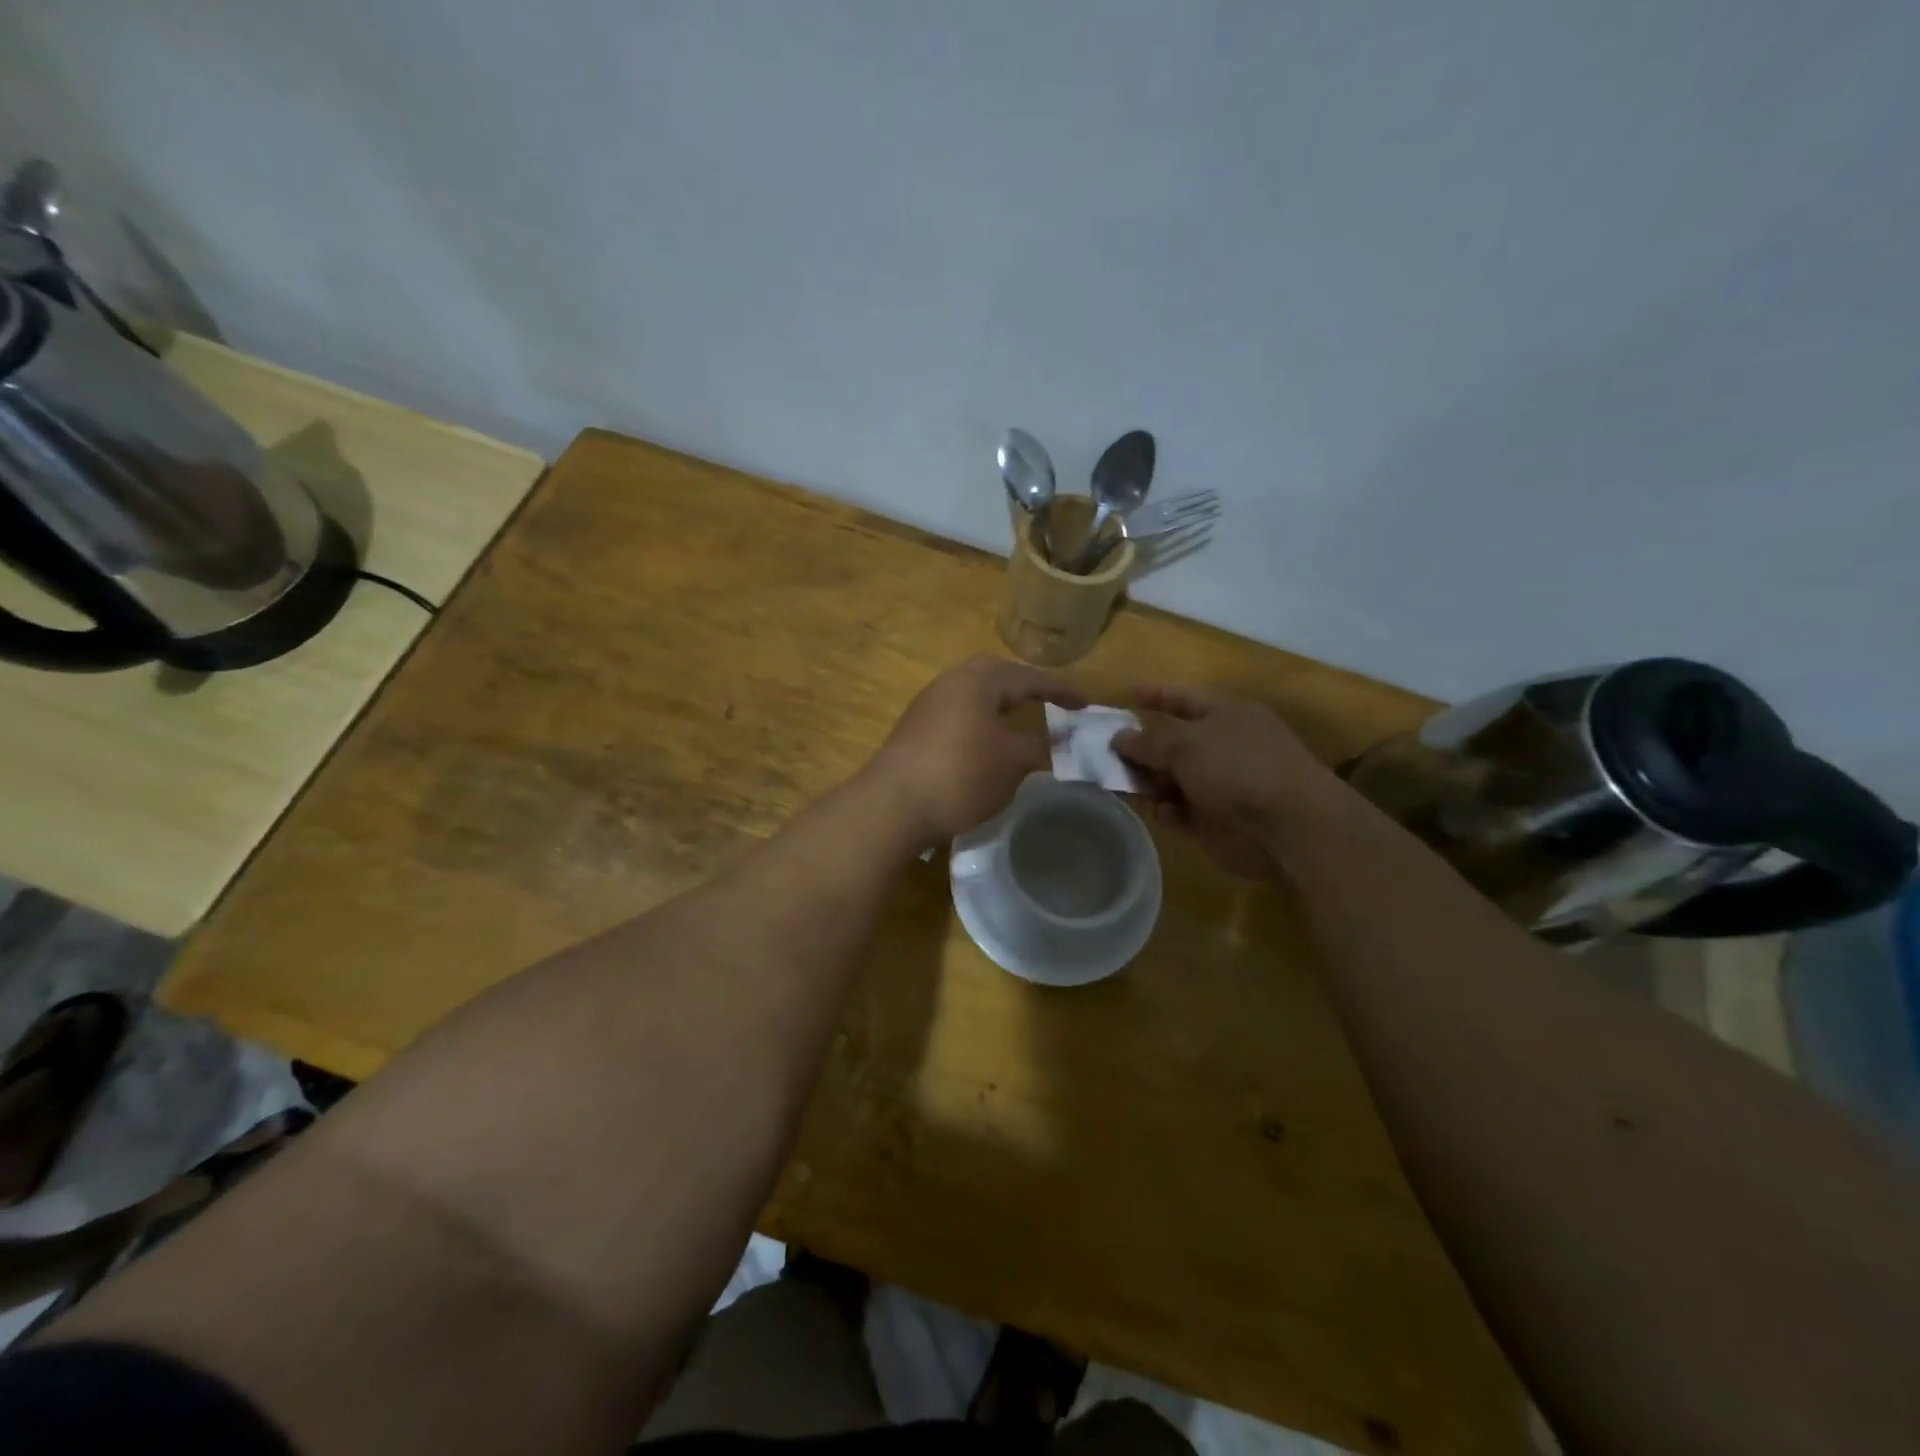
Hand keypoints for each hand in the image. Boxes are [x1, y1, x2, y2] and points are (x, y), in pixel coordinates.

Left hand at [873, 656, 1086, 844]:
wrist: (893, 806)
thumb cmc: (961, 773)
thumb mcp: (1013, 762)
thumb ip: (1040, 747)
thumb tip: (1058, 743)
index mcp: (976, 680)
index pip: (1028, 677)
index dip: (1060, 691)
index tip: (1086, 704)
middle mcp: (949, 684)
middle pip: (995, 678)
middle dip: (1024, 690)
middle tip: (1049, 703)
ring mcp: (927, 708)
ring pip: (973, 699)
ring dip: (1000, 710)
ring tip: (1022, 726)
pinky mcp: (914, 733)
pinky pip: (958, 719)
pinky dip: (980, 727)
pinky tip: (987, 749)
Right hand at [1112, 687, 1344, 878]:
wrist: (1287, 826)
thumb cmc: (1237, 767)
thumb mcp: (1186, 743)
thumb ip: (1148, 741)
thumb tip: (1119, 737)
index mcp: (1225, 715)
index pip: (1183, 699)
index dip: (1155, 696)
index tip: (1125, 696)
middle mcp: (1222, 746)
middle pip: (1172, 743)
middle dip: (1140, 747)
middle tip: (1102, 753)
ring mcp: (1220, 784)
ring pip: (1171, 779)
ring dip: (1147, 782)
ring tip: (1118, 784)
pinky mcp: (1216, 820)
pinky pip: (1180, 810)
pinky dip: (1167, 810)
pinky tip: (1157, 811)